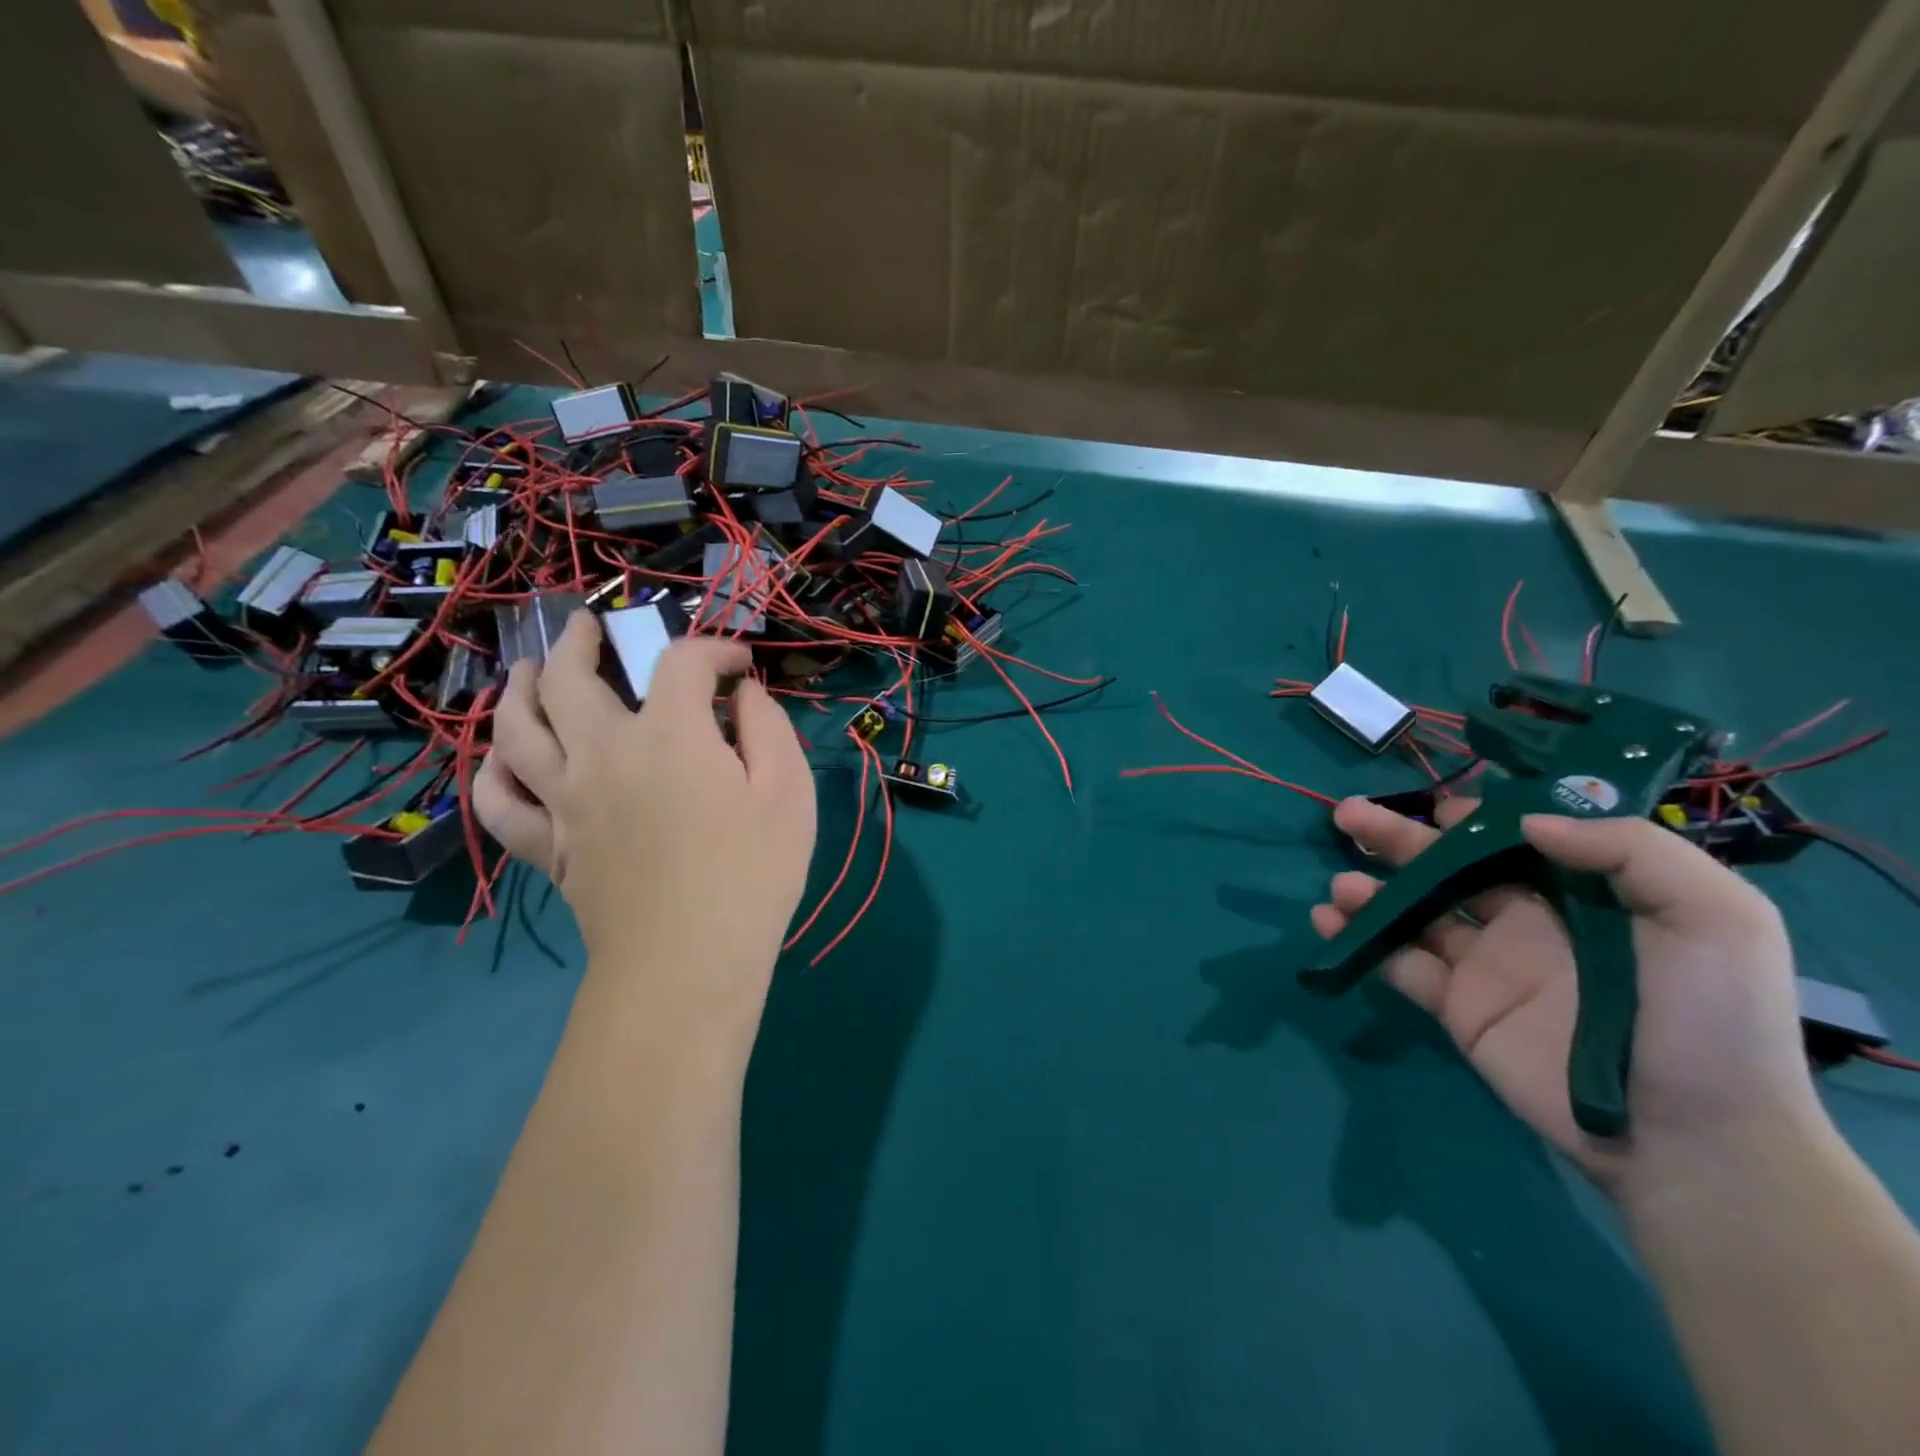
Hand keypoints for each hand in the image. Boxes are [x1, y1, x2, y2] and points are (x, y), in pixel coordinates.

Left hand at [474, 612, 816, 1033]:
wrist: (689, 964)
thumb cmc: (753, 874)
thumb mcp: (788, 793)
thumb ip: (768, 728)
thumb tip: (743, 693)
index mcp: (669, 735)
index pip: (681, 663)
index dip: (714, 650)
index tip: (738, 667)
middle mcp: (603, 753)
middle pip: (569, 678)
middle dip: (581, 641)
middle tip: (589, 627)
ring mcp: (564, 800)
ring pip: (516, 728)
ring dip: (519, 688)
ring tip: (528, 671)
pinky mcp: (548, 846)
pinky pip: (498, 801)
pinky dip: (493, 772)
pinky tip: (503, 760)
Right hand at [1313, 796, 1827, 1196]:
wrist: (1691, 1138)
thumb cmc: (1708, 1020)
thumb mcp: (1716, 918)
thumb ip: (1632, 851)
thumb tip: (1528, 823)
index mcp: (1580, 894)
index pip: (1512, 839)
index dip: (1471, 817)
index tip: (1435, 806)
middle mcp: (1525, 922)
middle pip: (1447, 868)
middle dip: (1396, 839)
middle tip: (1348, 816)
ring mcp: (1486, 965)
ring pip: (1413, 912)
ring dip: (1371, 891)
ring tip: (1342, 885)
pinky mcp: (1457, 1007)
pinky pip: (1398, 963)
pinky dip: (1359, 940)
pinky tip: (1327, 921)